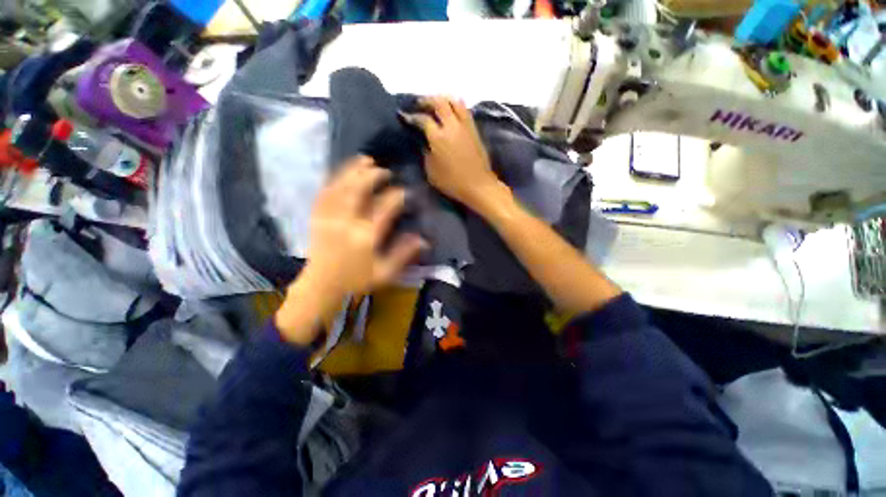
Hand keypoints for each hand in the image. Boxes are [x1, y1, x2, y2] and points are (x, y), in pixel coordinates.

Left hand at [275, 156, 424, 343]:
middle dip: (373, 175)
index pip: (385, 207)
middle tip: (384, 171)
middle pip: (359, 189)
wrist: (321, 285)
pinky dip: (334, 178)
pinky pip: (324, 191)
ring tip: (365, 160)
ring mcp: (329, 217)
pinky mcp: (317, 216)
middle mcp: (346, 222)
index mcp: (365, 236)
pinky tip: (342, 172)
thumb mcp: (384, 273)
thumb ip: (403, 254)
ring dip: (353, 170)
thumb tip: (423, 239)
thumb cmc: (354, 280)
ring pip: (341, 186)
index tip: (404, 192)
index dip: (397, 195)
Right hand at [404, 97, 504, 211]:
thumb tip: (423, 140)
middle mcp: (452, 126)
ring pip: (454, 102)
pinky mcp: (474, 129)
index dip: (411, 116)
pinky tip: (449, 110)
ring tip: (435, 104)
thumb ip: (425, 151)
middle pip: (439, 103)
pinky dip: (455, 105)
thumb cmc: (452, 181)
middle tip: (419, 104)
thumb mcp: (430, 169)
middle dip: (427, 100)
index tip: (404, 116)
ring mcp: (465, 126)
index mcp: (438, 137)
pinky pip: (464, 110)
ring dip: (443, 99)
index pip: (422, 119)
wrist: (479, 185)